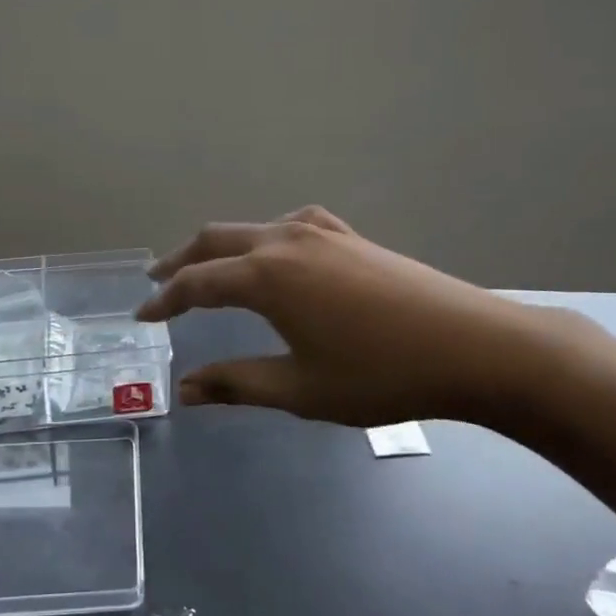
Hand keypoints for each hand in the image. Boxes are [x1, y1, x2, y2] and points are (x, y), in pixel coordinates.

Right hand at [139, 207, 601, 431]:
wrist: (472, 346)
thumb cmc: (380, 375)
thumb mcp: (300, 390)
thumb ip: (237, 384)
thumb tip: (185, 390)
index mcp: (266, 276)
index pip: (196, 282)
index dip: (164, 301)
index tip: (143, 317)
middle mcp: (286, 240)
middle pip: (216, 240)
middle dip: (182, 261)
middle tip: (158, 283)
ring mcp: (322, 231)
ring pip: (253, 228)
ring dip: (222, 247)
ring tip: (208, 270)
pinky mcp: (350, 236)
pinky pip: (291, 225)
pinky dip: (265, 238)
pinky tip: (277, 256)